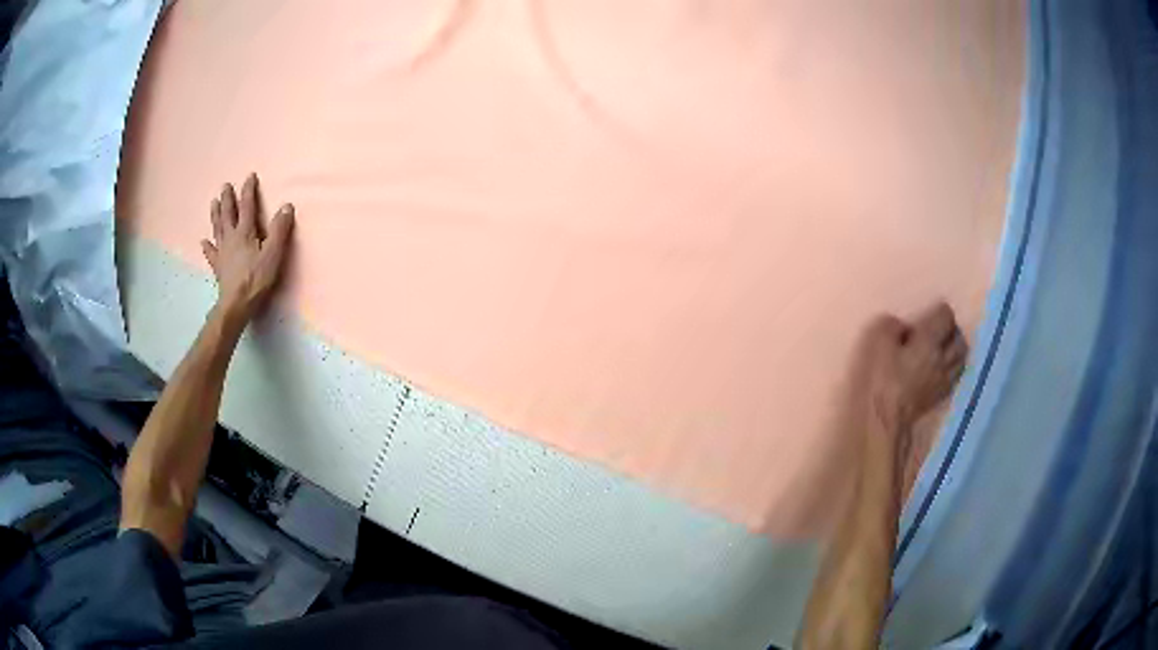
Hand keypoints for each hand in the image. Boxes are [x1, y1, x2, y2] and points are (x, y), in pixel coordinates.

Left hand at [201, 173, 294, 322]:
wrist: (236, 304)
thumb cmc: (256, 279)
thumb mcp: (273, 254)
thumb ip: (280, 229)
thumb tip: (286, 205)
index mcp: (245, 232)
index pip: (247, 206)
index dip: (248, 191)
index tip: (249, 176)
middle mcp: (231, 238)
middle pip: (229, 214)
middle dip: (228, 199)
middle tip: (225, 186)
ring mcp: (222, 252)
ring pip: (218, 228)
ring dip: (216, 214)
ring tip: (214, 202)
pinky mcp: (218, 267)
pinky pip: (211, 253)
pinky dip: (207, 246)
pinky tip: (203, 241)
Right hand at [860, 302, 967, 435]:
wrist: (886, 418)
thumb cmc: (882, 378)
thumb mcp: (878, 342)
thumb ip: (892, 326)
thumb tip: (902, 327)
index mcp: (930, 340)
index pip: (946, 316)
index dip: (939, 311)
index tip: (930, 313)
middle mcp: (943, 358)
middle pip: (959, 339)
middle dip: (953, 332)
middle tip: (941, 330)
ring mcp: (944, 380)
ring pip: (961, 359)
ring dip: (956, 351)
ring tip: (946, 349)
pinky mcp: (939, 397)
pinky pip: (954, 377)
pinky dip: (952, 369)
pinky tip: (942, 370)